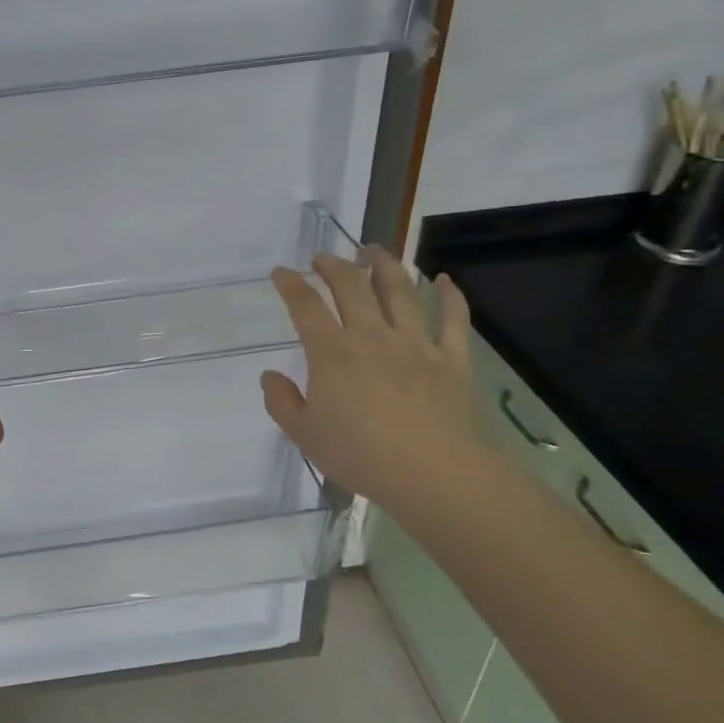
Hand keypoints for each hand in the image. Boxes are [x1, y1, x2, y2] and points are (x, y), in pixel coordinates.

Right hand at [261, 247, 486, 516]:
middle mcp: (372, 336)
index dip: (290, 285)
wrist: (430, 472)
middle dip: (334, 266)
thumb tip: (270, 377)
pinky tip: (444, 280)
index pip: (305, 306)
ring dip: (384, 265)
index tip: (281, 272)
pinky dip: (450, 297)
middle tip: (324, 258)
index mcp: (332, 352)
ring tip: (374, 250)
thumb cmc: (359, 454)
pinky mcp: (450, 359)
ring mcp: (415, 344)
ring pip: (400, 291)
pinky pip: (453, 320)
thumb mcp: (304, 434)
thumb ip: (282, 401)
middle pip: (351, 287)